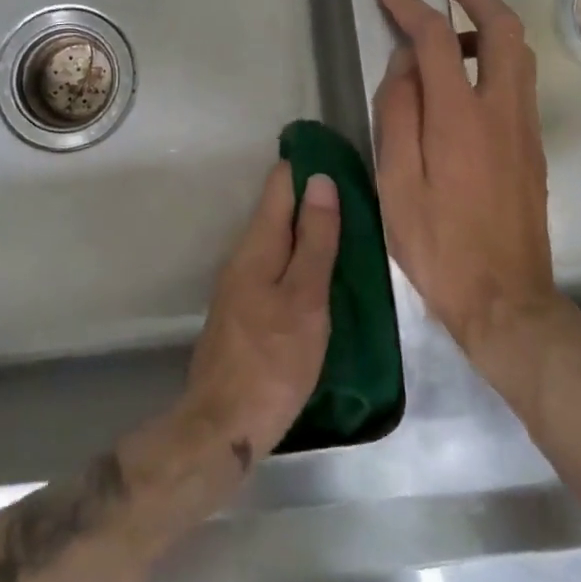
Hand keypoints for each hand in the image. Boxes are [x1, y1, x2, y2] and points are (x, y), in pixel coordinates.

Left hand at [181, 162, 338, 462]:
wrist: (223, 424)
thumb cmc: (273, 360)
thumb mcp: (305, 298)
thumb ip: (315, 240)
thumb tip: (321, 180)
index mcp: (258, 244)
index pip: (280, 183)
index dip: (307, 165)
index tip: (340, 157)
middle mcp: (243, 255)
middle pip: (277, 209)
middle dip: (311, 197)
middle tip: (356, 196)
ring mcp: (240, 283)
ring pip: (277, 239)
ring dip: (306, 229)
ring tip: (347, 230)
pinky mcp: (243, 310)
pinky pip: (274, 266)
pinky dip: (298, 258)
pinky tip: (320, 273)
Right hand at [373, 0, 580, 386]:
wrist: (507, 301)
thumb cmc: (439, 245)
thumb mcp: (396, 181)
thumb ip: (398, 112)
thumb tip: (406, 63)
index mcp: (460, 117)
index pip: (437, 37)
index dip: (410, 3)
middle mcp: (502, 110)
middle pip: (503, 27)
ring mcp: (525, 127)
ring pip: (519, 52)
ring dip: (487, 24)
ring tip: (447, 31)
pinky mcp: (532, 146)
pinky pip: (518, 80)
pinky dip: (494, 56)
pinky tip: (463, 79)